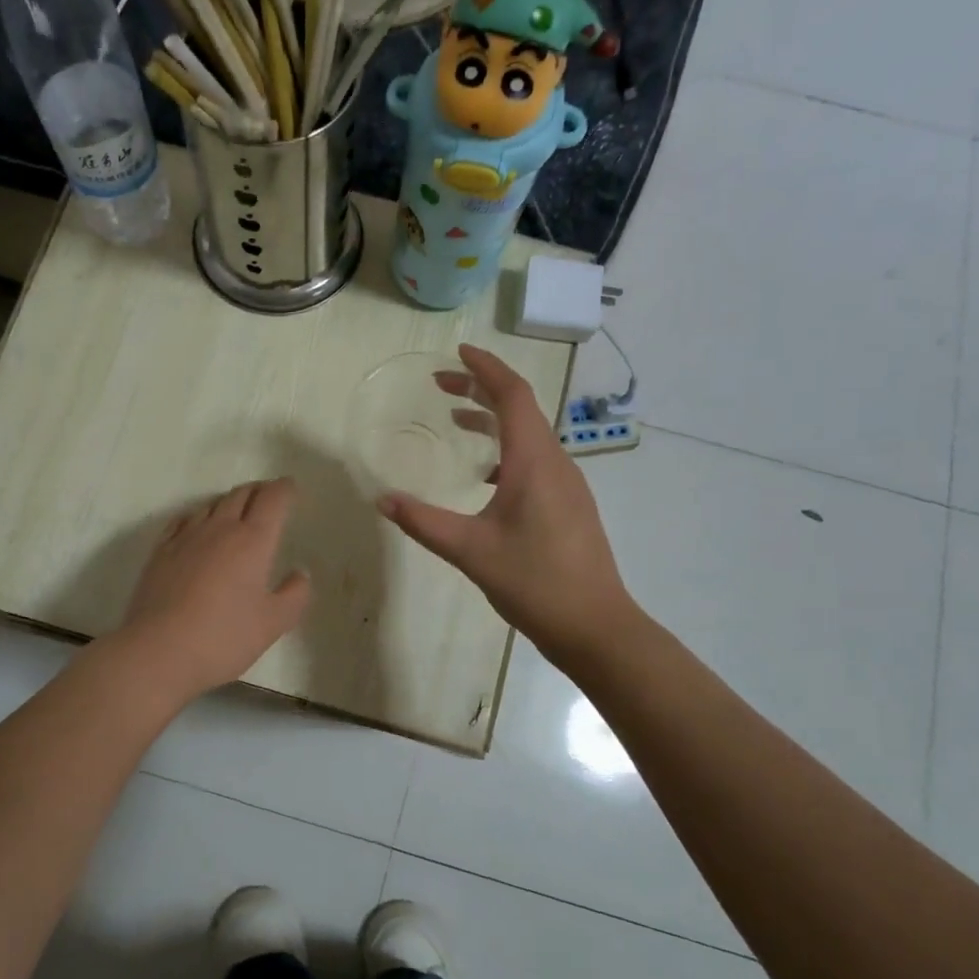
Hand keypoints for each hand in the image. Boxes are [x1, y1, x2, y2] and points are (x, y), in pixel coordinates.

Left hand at [119, 479, 312, 700]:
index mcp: (253, 540)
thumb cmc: (223, 638)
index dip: (284, 489)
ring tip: (237, 509)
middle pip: (241, 494)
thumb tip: (300, 573)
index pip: (272, 499)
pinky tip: (197, 526)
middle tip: (268, 495)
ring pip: (211, 504)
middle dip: (259, 490)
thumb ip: (295, 595)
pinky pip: (183, 520)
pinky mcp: (160, 551)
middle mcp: (219, 528)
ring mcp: (186, 537)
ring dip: (229, 501)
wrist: (158, 652)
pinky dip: (199, 515)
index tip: (290, 487)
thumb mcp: (273, 623)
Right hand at [377, 344, 628, 664]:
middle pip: (521, 409)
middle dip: (481, 390)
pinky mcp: (569, 505)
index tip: (458, 352)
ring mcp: (567, 485)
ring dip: (493, 420)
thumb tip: (383, 499)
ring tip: (455, 421)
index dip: (486, 368)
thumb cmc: (535, 582)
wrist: (596, 626)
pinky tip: (484, 475)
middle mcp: (556, 463)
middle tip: (441, 385)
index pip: (512, 395)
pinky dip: (505, 450)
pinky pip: (535, 460)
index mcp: (535, 461)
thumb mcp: (470, 551)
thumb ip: (423, 522)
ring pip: (529, 436)